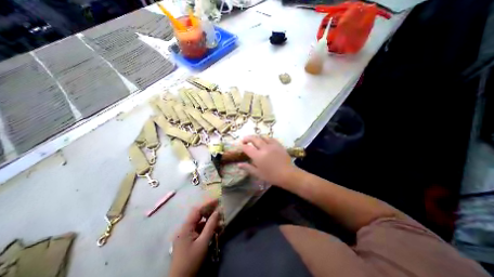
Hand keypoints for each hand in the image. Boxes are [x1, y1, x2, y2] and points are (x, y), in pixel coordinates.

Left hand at [170, 199, 219, 276]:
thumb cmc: (191, 261)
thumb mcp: (203, 242)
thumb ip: (211, 225)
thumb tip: (218, 211)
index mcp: (185, 227)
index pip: (197, 210)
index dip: (208, 203)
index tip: (218, 200)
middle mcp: (185, 228)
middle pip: (198, 215)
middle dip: (210, 211)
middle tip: (221, 208)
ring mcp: (186, 234)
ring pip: (200, 222)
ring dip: (210, 220)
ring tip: (221, 220)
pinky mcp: (189, 239)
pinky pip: (199, 229)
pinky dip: (207, 227)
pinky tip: (216, 228)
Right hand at [239, 135, 296, 186]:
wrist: (288, 174)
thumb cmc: (272, 176)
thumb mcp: (258, 174)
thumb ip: (248, 167)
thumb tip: (238, 164)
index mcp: (258, 156)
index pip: (247, 148)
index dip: (242, 146)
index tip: (241, 146)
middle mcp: (264, 148)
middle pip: (254, 138)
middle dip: (247, 138)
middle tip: (244, 140)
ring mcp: (272, 145)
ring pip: (262, 136)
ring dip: (257, 137)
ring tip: (254, 140)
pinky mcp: (278, 144)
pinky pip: (271, 138)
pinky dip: (265, 138)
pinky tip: (265, 142)